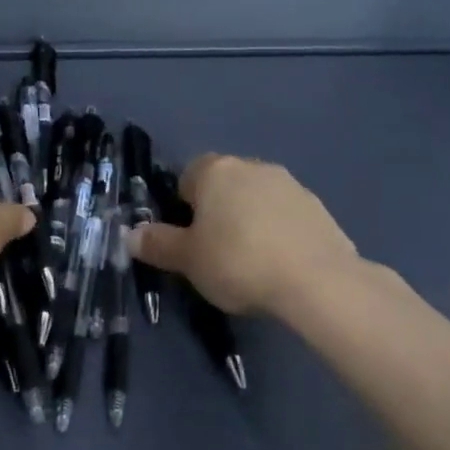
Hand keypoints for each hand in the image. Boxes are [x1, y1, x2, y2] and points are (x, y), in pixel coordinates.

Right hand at [129, 153, 362, 319]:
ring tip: (250, 263)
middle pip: (224, 186)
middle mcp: (253, 167)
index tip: (187, 239)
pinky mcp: (320, 209)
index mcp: (216, 171)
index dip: (182, 208)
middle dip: (217, 212)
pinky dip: (278, 234)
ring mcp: (291, 185)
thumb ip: (157, 244)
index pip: (187, 177)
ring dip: (249, 221)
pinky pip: (286, 218)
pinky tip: (279, 265)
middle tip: (214, 252)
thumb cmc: (238, 261)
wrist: (318, 282)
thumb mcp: (187, 259)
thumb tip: (130, 235)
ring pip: (256, 200)